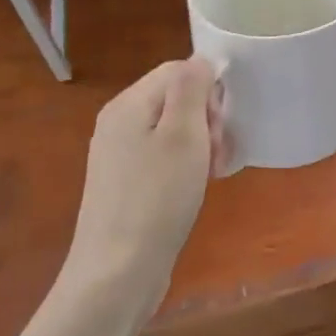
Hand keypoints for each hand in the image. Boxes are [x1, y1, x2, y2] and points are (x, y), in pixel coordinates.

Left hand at [60, 58, 220, 318]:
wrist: (116, 276)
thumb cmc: (156, 199)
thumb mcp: (183, 135)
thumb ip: (191, 88)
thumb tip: (200, 59)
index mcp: (128, 105)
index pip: (177, 70)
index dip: (207, 91)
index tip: (220, 126)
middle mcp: (118, 124)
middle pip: (175, 99)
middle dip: (206, 119)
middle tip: (217, 154)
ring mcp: (119, 156)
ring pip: (173, 130)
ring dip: (201, 145)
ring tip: (211, 174)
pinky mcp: (126, 185)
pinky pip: (164, 157)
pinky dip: (186, 166)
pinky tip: (196, 189)